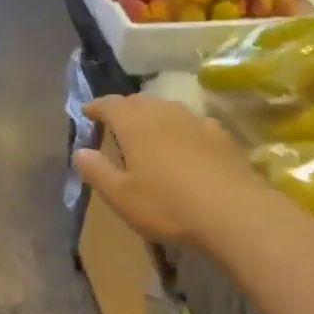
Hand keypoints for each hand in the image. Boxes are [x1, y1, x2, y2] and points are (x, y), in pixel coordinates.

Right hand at [74, 95, 266, 246]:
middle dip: (124, 108)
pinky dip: (180, 128)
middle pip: (140, 101)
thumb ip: (97, 172)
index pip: (110, 105)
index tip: (86, 112)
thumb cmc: (167, 205)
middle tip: (115, 123)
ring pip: (168, 109)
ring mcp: (197, 122)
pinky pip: (193, 123)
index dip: (96, 106)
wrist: (232, 212)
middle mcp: (165, 114)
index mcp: (136, 125)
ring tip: (148, 131)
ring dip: (153, 115)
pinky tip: (184, 144)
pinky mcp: (221, 136)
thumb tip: (80, 152)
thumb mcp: (121, 196)